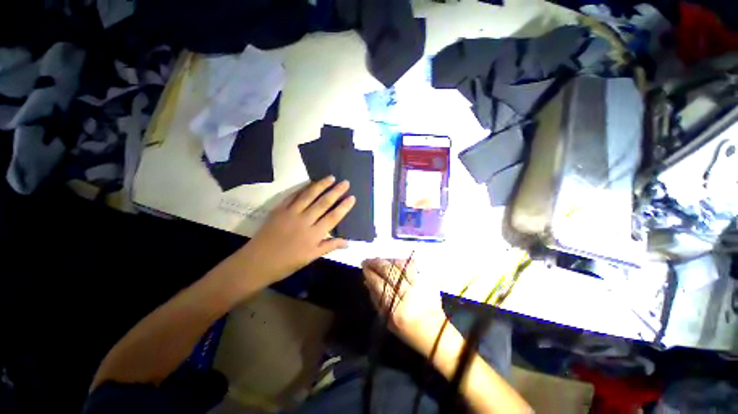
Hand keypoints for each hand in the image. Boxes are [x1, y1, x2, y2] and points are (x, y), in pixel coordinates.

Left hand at [236, 176, 354, 285]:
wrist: (256, 262)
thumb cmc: (286, 263)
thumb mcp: (311, 257)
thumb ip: (329, 246)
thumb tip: (347, 241)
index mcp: (314, 235)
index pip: (333, 217)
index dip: (344, 207)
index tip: (352, 197)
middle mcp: (304, 221)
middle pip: (323, 203)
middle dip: (336, 192)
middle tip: (345, 182)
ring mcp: (291, 213)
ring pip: (309, 196)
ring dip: (321, 185)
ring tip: (331, 177)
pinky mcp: (279, 209)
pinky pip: (292, 196)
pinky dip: (302, 188)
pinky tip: (310, 183)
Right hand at [362, 258, 448, 356]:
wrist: (435, 332)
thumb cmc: (407, 330)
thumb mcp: (387, 320)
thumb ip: (376, 299)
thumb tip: (367, 280)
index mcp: (397, 310)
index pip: (379, 285)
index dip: (370, 273)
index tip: (364, 267)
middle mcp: (409, 296)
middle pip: (390, 272)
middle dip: (377, 263)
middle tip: (369, 260)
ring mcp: (420, 286)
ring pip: (401, 265)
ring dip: (388, 260)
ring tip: (380, 260)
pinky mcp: (428, 280)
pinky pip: (413, 265)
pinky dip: (401, 261)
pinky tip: (394, 260)